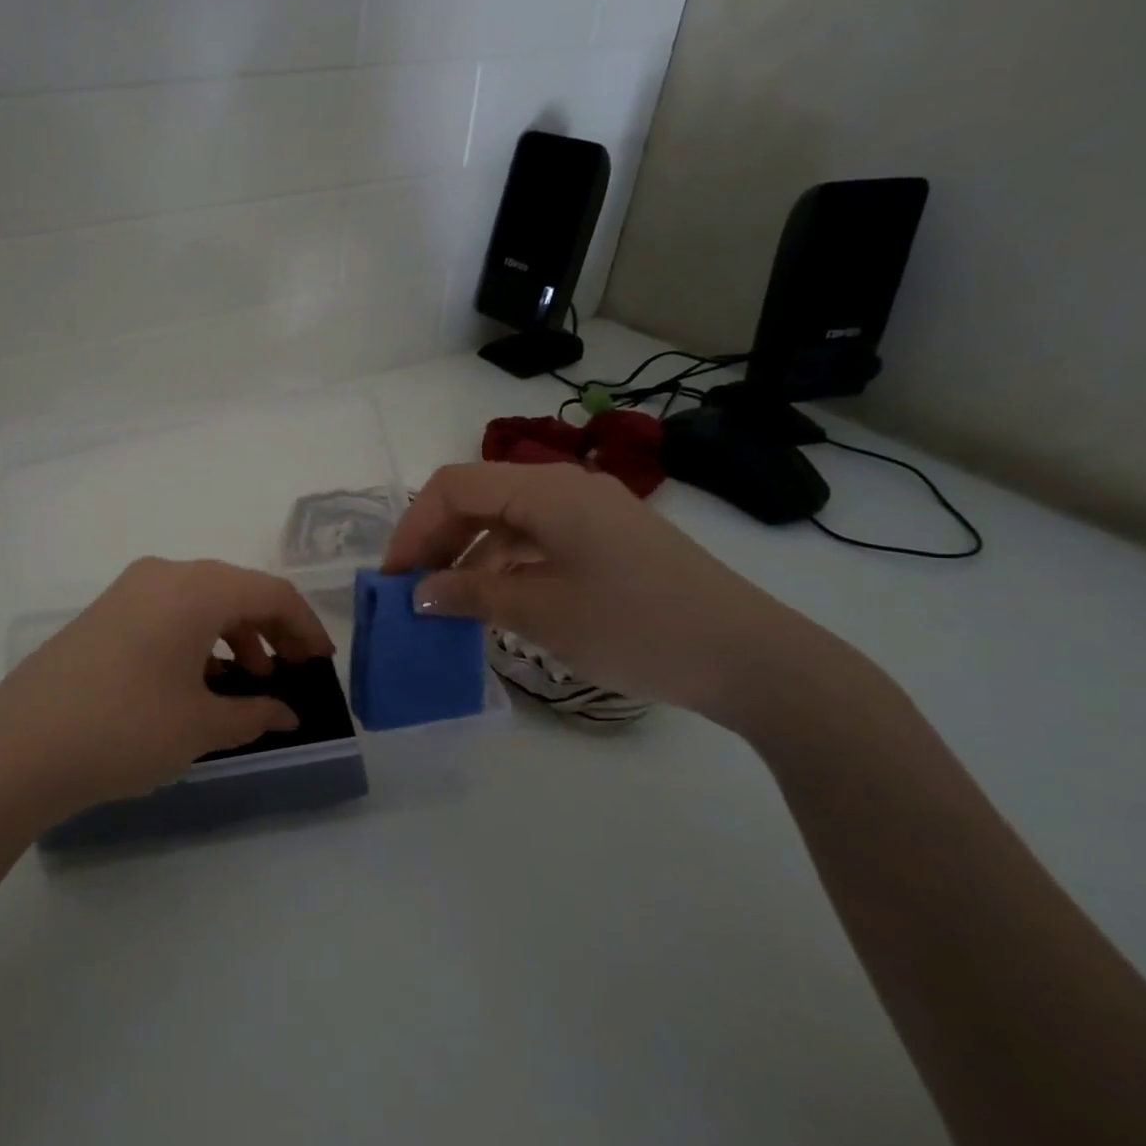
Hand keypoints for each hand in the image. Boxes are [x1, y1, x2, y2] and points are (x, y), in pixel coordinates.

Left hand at [0, 558, 334, 816]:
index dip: (305, 626)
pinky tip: (197, 681)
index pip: (270, 593)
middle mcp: (163, 575)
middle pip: (236, 591)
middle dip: (271, 630)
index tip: (321, 663)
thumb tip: (287, 714)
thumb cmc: (124, 729)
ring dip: (233, 636)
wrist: (17, 749)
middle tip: (290, 673)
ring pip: (200, 601)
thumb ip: (253, 714)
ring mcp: (127, 591)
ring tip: (246, 682)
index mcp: (195, 589)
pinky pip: (167, 613)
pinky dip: (196, 639)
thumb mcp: (199, 726)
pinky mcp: (103, 614)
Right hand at [384, 462, 832, 729]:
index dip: (414, 528)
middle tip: (413, 590)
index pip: (455, 487)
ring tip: (445, 601)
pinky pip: (537, 538)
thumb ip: (471, 594)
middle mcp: (566, 487)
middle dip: (437, 539)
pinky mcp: (608, 539)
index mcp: (547, 490)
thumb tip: (419, 594)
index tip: (394, 578)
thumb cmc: (636, 628)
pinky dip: (505, 563)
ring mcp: (591, 512)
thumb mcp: (541, 613)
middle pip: (479, 496)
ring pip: (506, 518)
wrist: (751, 658)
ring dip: (468, 553)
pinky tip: (493, 600)